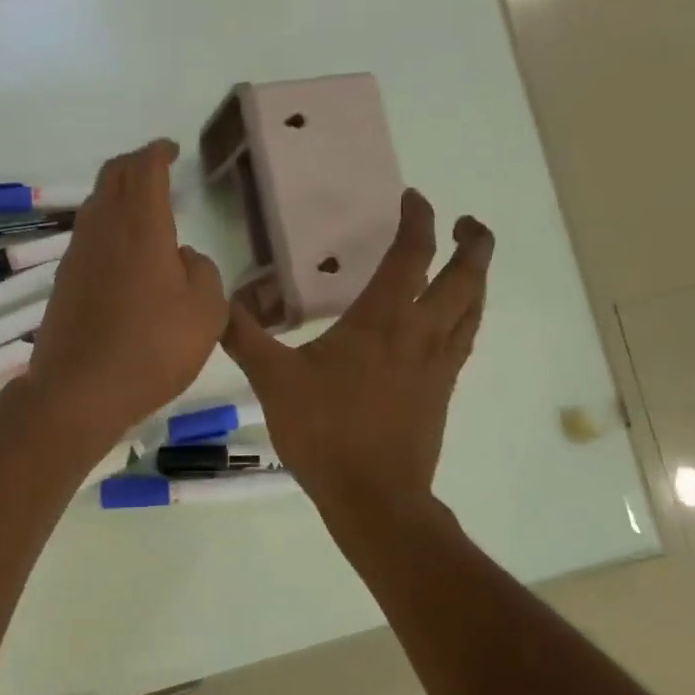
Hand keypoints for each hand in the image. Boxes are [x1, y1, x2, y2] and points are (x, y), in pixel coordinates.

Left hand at [27, 140, 227, 444]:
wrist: (79, 390)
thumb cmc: (152, 348)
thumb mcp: (206, 312)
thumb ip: (204, 272)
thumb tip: (184, 257)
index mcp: (141, 226)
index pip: (144, 168)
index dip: (158, 152)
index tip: (171, 149)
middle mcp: (103, 229)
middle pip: (113, 177)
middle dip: (135, 164)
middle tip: (156, 167)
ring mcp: (77, 254)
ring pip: (96, 205)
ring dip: (118, 195)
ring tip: (142, 207)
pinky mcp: (64, 281)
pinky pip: (88, 236)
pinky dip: (107, 226)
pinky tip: (123, 253)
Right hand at [222, 191, 492, 522]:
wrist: (374, 496)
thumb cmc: (325, 431)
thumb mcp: (273, 380)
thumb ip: (244, 336)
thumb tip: (217, 302)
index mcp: (382, 321)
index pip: (411, 256)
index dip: (417, 221)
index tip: (414, 198)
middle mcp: (420, 334)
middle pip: (464, 279)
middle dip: (473, 244)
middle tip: (468, 223)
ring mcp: (437, 365)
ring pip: (473, 310)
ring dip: (477, 279)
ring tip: (471, 263)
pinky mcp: (441, 392)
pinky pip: (463, 341)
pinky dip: (465, 317)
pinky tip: (452, 324)